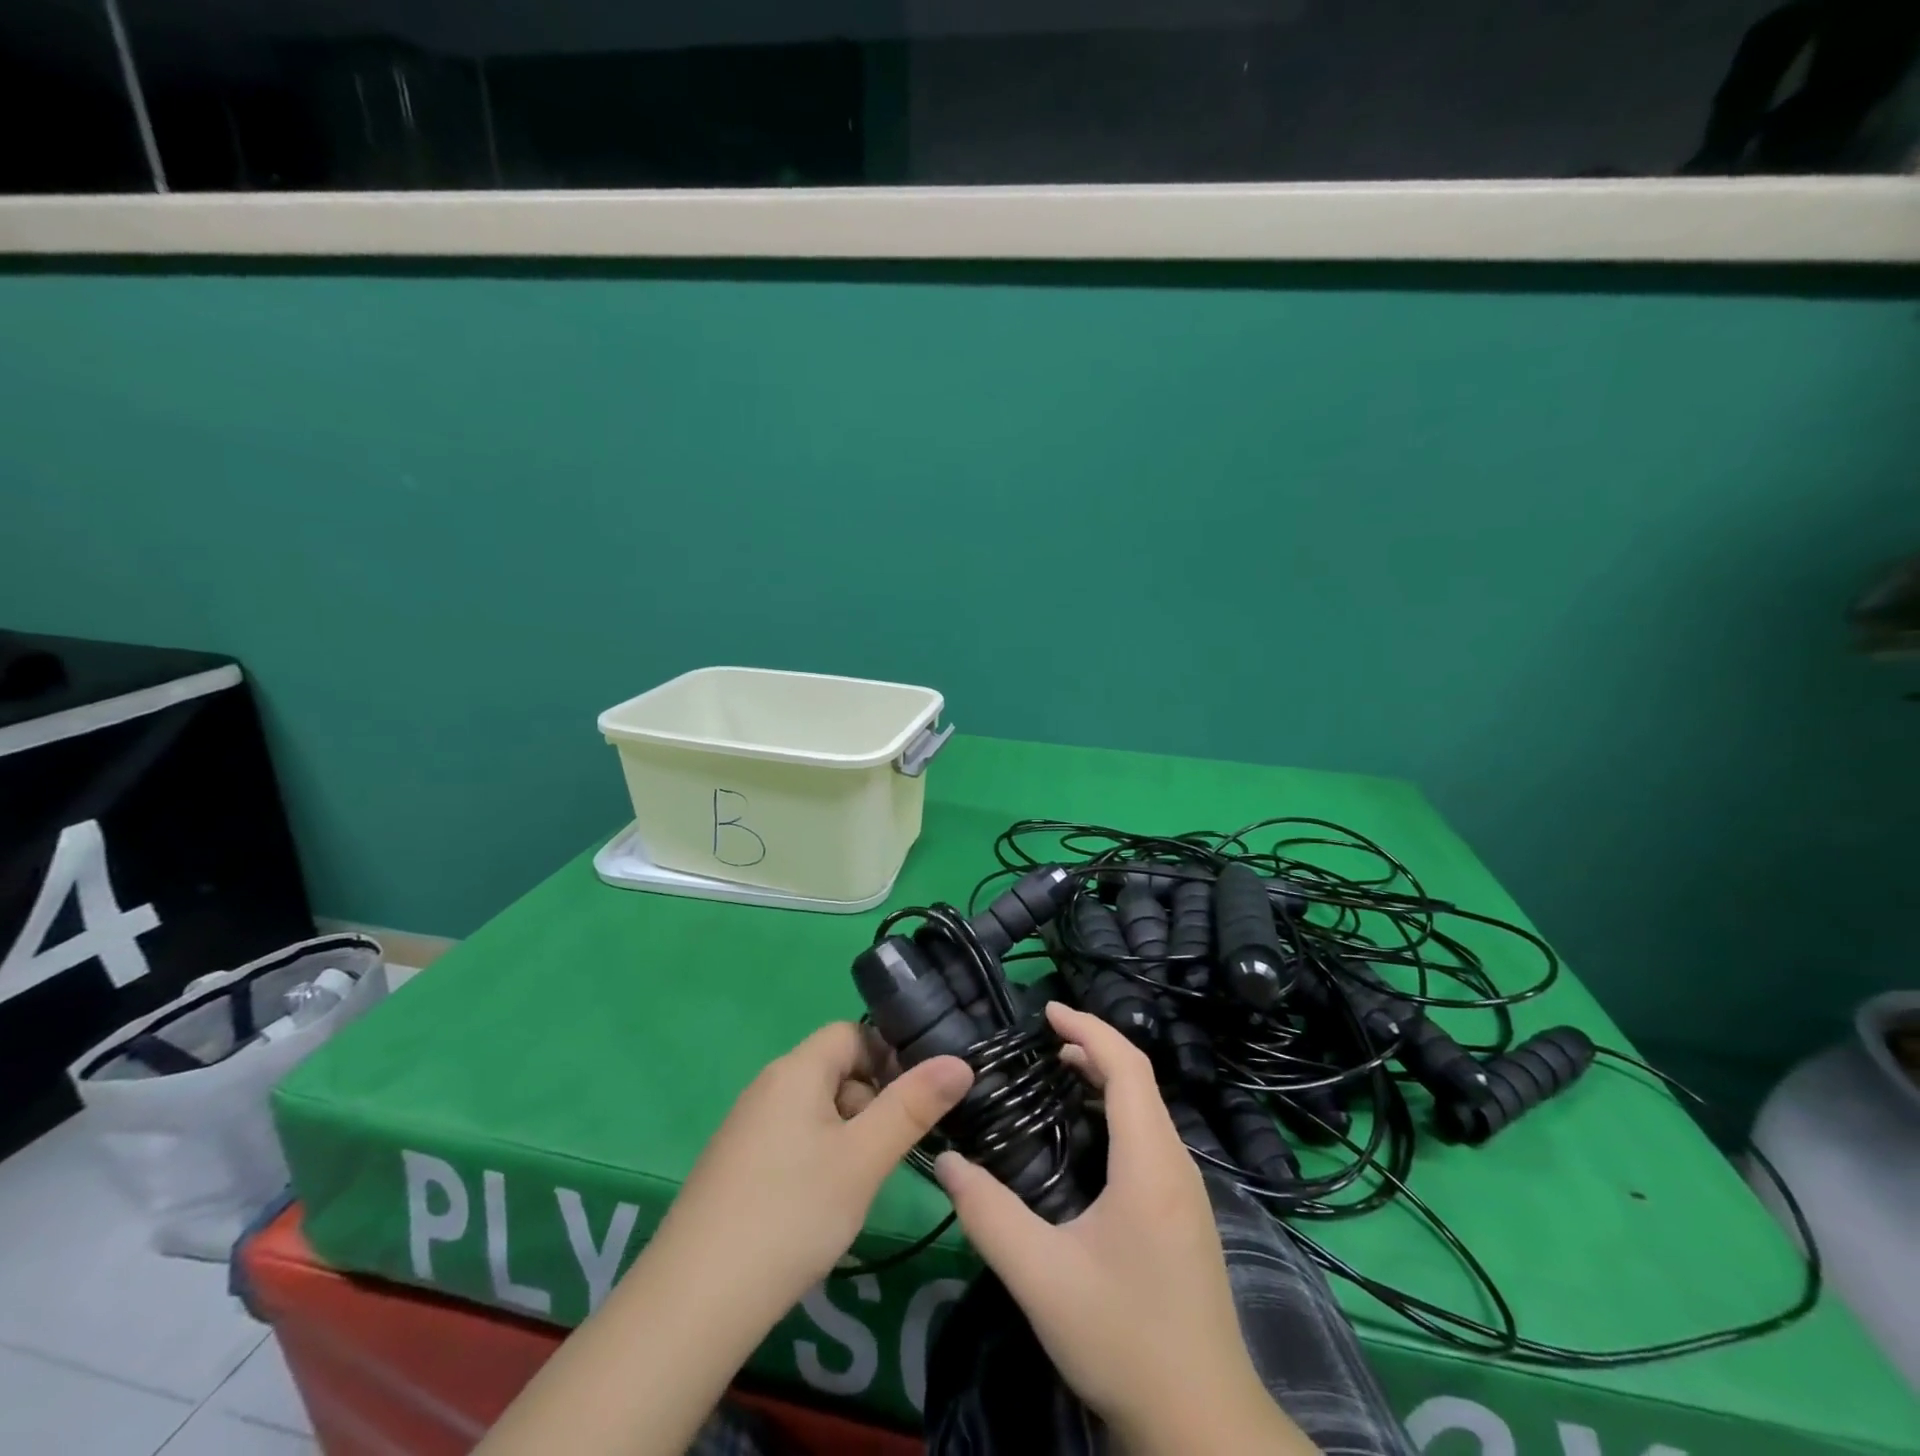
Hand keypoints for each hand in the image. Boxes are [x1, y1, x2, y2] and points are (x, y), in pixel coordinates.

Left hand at [478, 1029, 970, 1455]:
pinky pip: (792, 1139)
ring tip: (860, 1185)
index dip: (888, 1056)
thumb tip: (960, 1061)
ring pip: (816, 1109)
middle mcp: (768, 1086)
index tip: (915, 1101)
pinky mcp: (737, 1164)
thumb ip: (913, 1106)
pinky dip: (818, 1158)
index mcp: (796, 1069)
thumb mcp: (864, 1159)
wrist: (694, 1302)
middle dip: (872, 1102)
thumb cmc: (791, 1213)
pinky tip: (821, 1205)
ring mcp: (748, 1126)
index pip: (852, 1032)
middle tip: (889, 1153)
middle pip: (835, 1070)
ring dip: (848, 1134)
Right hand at [934, 1004, 1308, 1455]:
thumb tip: (947, 1163)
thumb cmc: (1125, 1340)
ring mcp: (1186, 1192)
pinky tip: (1088, 1136)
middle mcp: (1176, 1164)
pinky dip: (1117, 1111)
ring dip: (1106, 1079)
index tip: (1047, 1010)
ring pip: (1148, 1109)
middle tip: (1042, 1037)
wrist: (1203, 1424)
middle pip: (1139, 1080)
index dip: (1088, 1029)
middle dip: (1093, 1046)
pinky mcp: (1185, 1216)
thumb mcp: (1043, 1279)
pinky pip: (1151, 1137)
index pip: (1127, 1067)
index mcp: (1150, 1162)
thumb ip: (989, 1216)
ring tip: (1059, 1070)